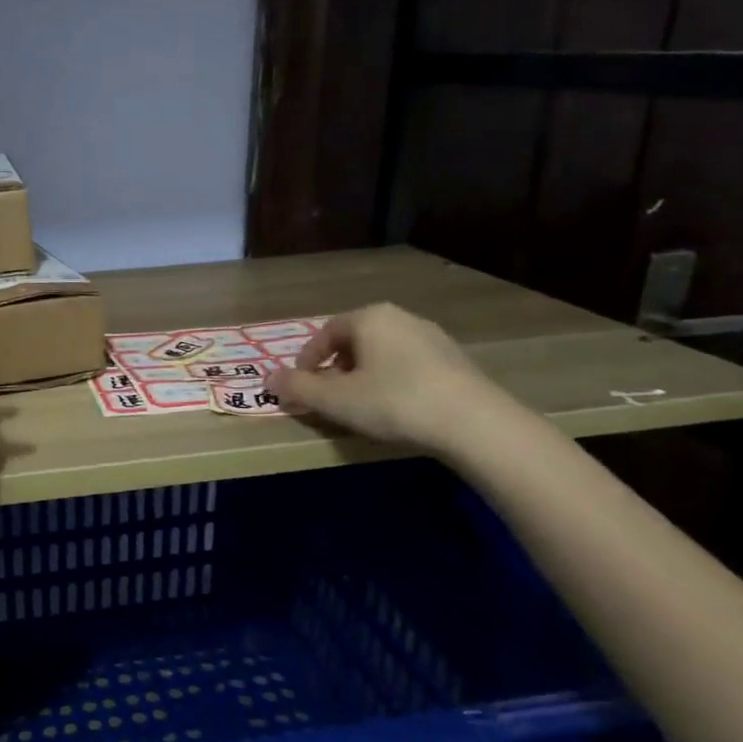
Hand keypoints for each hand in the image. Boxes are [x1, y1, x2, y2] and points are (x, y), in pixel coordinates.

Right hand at [267, 302, 520, 456]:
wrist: (474, 423)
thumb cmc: (394, 402)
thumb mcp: (335, 400)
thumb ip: (298, 388)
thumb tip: (268, 378)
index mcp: (369, 318)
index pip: (325, 333)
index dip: (306, 361)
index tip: (301, 387)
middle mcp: (400, 317)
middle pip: (354, 341)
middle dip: (335, 369)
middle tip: (328, 398)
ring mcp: (432, 337)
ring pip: (382, 353)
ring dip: (364, 376)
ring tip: (360, 406)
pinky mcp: (455, 360)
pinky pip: (409, 365)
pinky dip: (392, 381)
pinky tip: (396, 408)